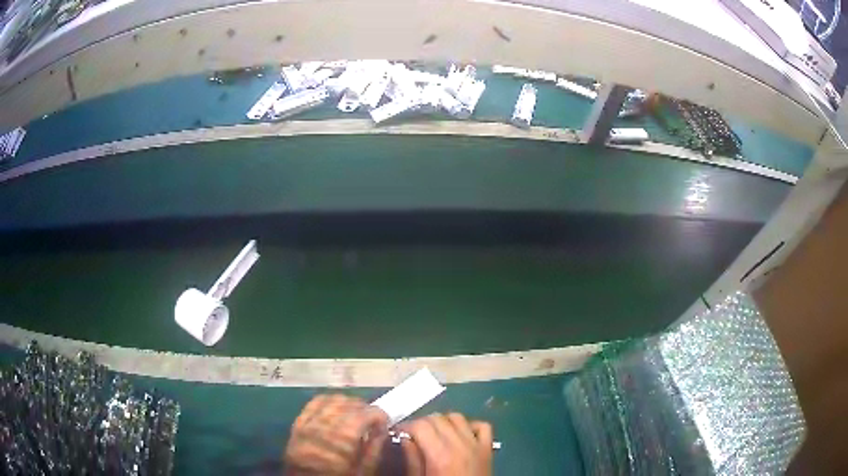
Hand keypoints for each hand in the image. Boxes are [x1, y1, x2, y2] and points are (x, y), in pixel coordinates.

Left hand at [284, 394, 387, 474]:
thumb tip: (382, 430)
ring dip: (347, 404)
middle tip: (371, 420)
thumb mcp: (364, 470)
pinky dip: (327, 402)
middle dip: (365, 409)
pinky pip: (313, 403)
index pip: (367, 412)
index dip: (380, 415)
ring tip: (354, 415)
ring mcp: (310, 422)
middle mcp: (326, 424)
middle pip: (350, 403)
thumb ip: (375, 448)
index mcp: (345, 437)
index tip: (384, 423)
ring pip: (332, 400)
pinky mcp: (298, 424)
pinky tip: (334, 410)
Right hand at [400, 413, 492, 475]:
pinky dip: (470, 425)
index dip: (406, 426)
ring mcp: (476, 445)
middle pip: (437, 418)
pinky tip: (460, 435)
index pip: (420, 425)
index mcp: (440, 455)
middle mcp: (459, 445)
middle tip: (413, 435)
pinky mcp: (488, 448)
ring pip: (458, 417)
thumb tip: (404, 438)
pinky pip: (482, 426)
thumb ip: (412, 459)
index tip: (398, 433)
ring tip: (434, 433)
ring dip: (443, 422)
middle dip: (422, 423)